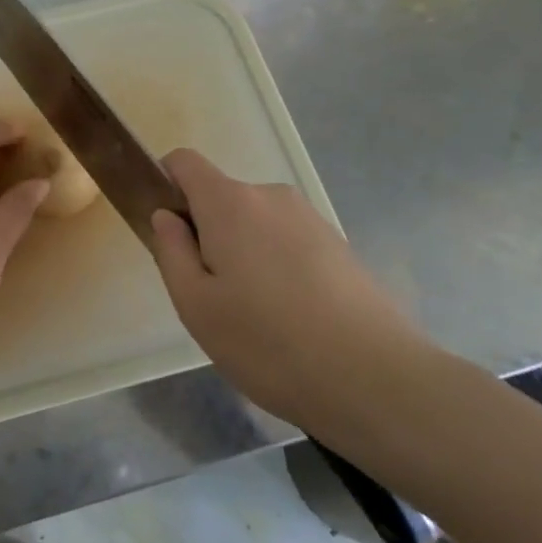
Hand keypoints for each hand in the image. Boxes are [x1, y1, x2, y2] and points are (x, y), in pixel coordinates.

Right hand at [150, 149, 432, 436]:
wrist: (376, 380)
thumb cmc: (268, 342)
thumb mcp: (196, 306)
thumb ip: (171, 251)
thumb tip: (166, 216)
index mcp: (229, 203)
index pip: (184, 162)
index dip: (165, 184)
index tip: (167, 231)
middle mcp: (271, 197)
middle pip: (221, 198)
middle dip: (206, 233)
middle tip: (211, 294)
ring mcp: (310, 219)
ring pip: (255, 223)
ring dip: (243, 253)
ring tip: (255, 315)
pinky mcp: (338, 245)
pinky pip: (287, 242)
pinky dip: (276, 266)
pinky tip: (291, 318)